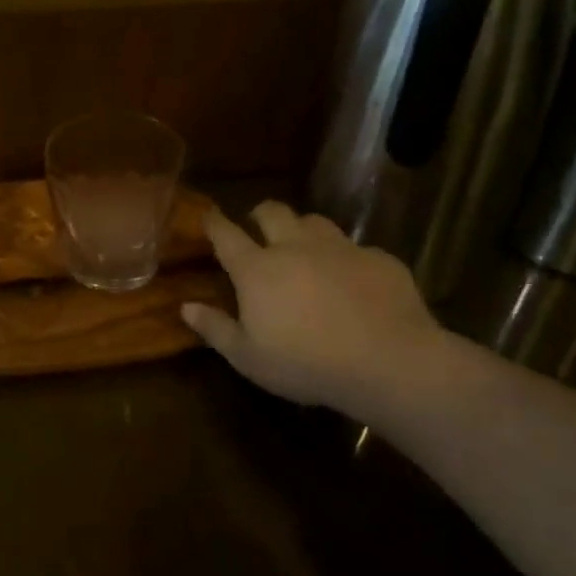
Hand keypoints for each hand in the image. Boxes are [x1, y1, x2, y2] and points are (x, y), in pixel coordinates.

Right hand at [182, 201, 441, 413]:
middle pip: (273, 212)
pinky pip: (356, 248)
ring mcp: (340, 248)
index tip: (208, 216)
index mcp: (257, 269)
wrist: (389, 361)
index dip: (214, 223)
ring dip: (303, 229)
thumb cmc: (305, 363)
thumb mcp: (248, 357)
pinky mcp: (379, 259)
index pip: (226, 234)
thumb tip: (186, 307)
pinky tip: (352, 280)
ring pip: (315, 221)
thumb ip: (215, 328)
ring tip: (304, 247)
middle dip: (260, 214)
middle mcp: (295, 247)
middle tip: (258, 227)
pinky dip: (346, 258)